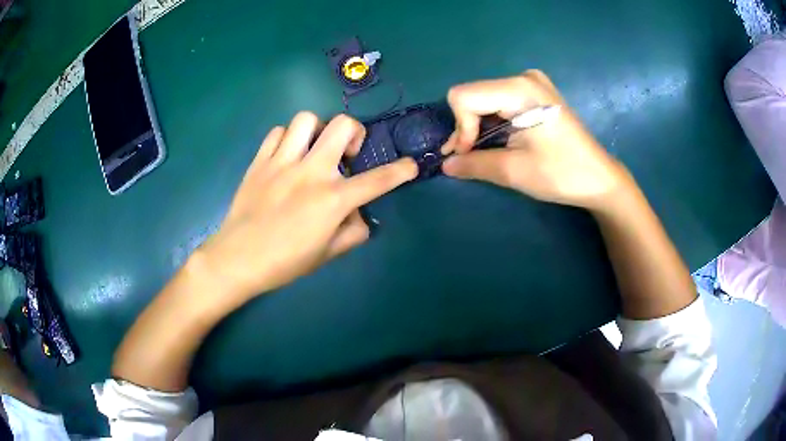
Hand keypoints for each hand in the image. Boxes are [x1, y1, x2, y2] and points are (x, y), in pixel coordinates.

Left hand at [197, 112, 417, 300]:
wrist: (237, 259)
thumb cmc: (284, 263)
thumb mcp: (327, 255)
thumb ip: (352, 232)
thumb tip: (358, 214)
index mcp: (331, 200)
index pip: (376, 180)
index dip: (400, 171)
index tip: (410, 165)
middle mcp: (310, 172)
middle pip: (342, 126)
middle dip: (355, 133)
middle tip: (347, 154)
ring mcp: (282, 162)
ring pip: (307, 119)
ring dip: (318, 131)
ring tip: (313, 150)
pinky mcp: (260, 161)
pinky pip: (278, 132)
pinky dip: (287, 139)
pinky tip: (287, 156)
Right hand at [441, 70, 630, 209]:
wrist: (599, 178)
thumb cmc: (561, 173)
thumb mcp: (513, 171)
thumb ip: (473, 164)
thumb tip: (445, 165)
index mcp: (519, 89)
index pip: (464, 97)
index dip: (460, 127)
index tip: (467, 154)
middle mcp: (523, 77)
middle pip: (473, 95)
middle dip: (467, 127)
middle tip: (470, 157)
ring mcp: (531, 83)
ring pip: (484, 98)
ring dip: (478, 126)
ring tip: (483, 151)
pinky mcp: (536, 92)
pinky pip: (500, 101)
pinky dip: (493, 122)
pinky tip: (500, 140)